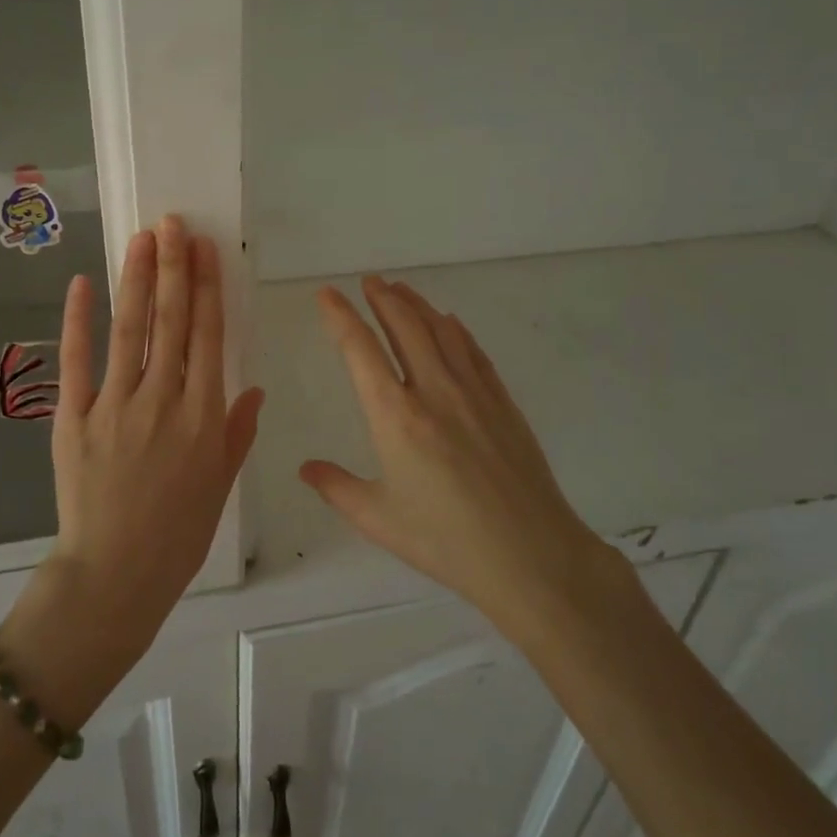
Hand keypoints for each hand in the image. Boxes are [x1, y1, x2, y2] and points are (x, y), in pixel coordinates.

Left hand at [43, 215, 263, 651]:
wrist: (115, 575)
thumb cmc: (178, 535)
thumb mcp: (221, 485)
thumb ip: (237, 433)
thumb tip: (254, 388)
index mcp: (203, 416)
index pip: (208, 336)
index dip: (207, 287)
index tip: (204, 249)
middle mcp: (163, 400)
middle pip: (172, 321)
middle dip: (174, 267)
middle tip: (173, 223)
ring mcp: (115, 406)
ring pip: (130, 330)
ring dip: (138, 280)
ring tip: (143, 238)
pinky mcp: (74, 418)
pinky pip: (77, 361)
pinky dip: (79, 320)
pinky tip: (84, 283)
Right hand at [300, 277, 620, 641]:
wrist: (531, 556)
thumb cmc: (446, 541)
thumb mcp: (379, 519)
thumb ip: (337, 488)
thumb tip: (306, 469)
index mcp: (395, 416)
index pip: (359, 350)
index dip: (340, 316)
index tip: (327, 294)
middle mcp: (433, 391)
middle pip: (404, 327)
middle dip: (382, 299)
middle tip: (368, 281)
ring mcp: (474, 393)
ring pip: (441, 332)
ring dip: (417, 305)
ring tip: (400, 290)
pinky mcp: (503, 403)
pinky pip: (474, 352)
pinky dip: (456, 330)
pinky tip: (450, 323)